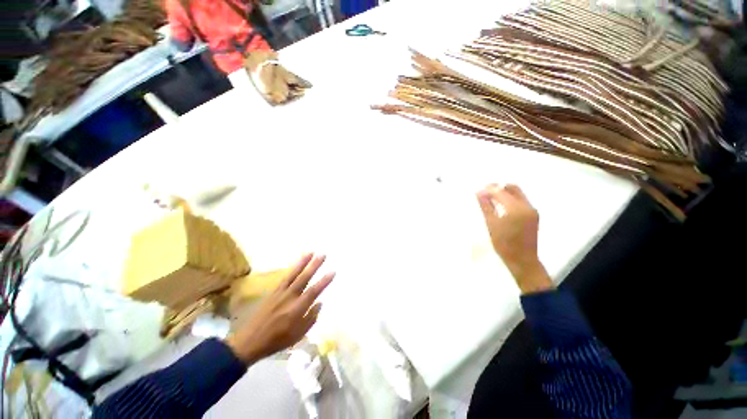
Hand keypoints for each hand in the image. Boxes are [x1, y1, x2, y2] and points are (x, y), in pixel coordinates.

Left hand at [225, 254, 334, 363]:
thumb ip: (310, 318)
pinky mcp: (273, 292)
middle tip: (323, 254)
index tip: (333, 271)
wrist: (249, 341)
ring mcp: (279, 293)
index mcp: (296, 310)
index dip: (324, 281)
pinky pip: (285, 277)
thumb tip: (319, 303)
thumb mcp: (297, 336)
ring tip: (311, 252)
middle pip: (304, 278)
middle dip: (314, 265)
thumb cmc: (276, 341)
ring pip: (293, 274)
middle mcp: (289, 298)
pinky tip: (297, 264)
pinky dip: (292, 269)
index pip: (313, 292)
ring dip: (303, 262)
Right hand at [476, 184, 552, 293]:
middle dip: (498, 187)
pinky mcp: (533, 214)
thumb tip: (479, 193)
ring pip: (518, 193)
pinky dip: (510, 199)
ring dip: (504, 192)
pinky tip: (501, 205)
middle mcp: (527, 206)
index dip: (489, 189)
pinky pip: (521, 200)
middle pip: (512, 188)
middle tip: (485, 191)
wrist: (522, 259)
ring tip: (491, 197)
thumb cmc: (503, 244)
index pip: (501, 192)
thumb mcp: (491, 224)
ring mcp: (532, 210)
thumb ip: (486, 207)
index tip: (479, 190)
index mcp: (516, 209)